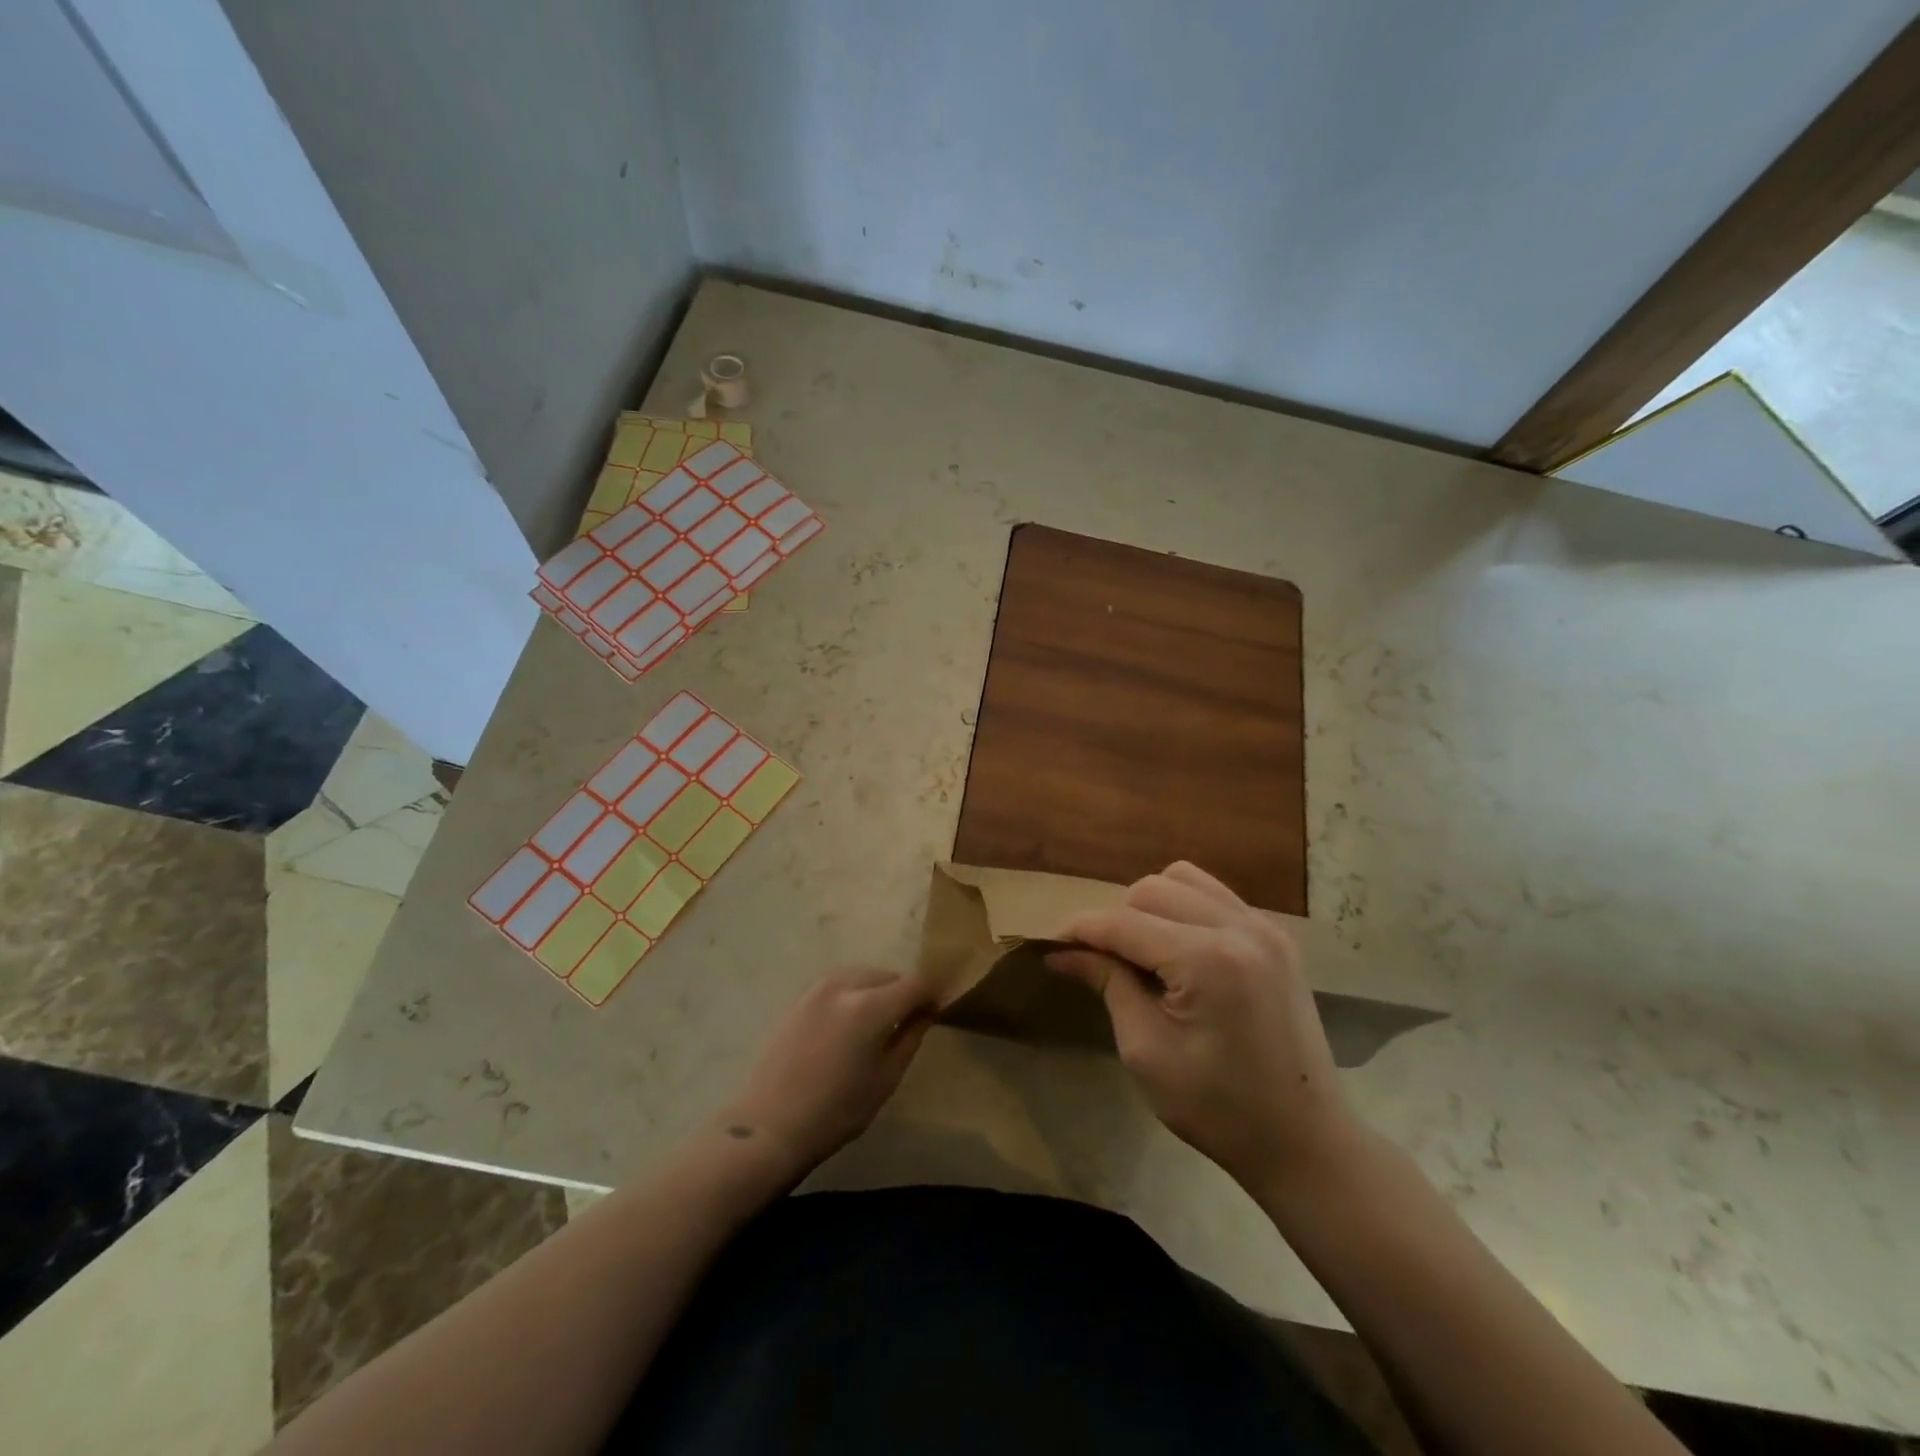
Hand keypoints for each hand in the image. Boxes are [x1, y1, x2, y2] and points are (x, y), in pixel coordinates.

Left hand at [719, 969, 936, 1177]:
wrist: (770, 1126)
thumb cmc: (837, 1111)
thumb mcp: (886, 1078)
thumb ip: (910, 1036)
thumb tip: (927, 1010)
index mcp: (870, 1006)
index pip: (915, 983)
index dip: (931, 993)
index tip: (937, 1009)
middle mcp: (844, 985)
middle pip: (888, 975)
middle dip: (903, 992)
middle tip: (908, 1021)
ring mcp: (818, 988)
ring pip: (862, 975)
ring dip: (877, 990)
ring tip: (877, 1022)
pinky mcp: (800, 997)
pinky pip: (839, 984)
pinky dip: (853, 994)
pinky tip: (849, 1023)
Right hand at [1049, 862, 1359, 1193]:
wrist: (1305, 1141)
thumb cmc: (1218, 1108)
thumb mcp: (1146, 1050)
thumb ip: (1107, 984)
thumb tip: (1062, 952)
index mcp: (1207, 959)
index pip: (1124, 922)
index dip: (1080, 930)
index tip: (1049, 945)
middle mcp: (1239, 927)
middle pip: (1152, 889)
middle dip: (1115, 918)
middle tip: (1099, 960)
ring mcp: (1264, 927)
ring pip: (1184, 879)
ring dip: (1150, 906)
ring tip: (1141, 950)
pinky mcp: (1276, 937)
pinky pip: (1215, 896)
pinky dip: (1184, 909)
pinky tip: (1178, 949)